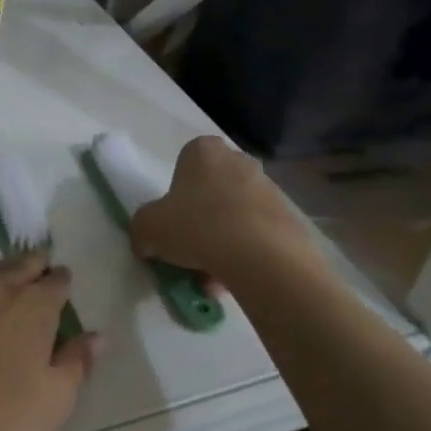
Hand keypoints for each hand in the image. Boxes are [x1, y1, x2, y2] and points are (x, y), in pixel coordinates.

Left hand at [0, 254, 98, 430]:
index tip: (65, 286)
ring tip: (12, 281)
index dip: (63, 282)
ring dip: (6, 271)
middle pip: (23, 264)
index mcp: (36, 305)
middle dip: (36, 266)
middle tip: (42, 271)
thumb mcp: (54, 400)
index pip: (57, 281)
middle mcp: (0, 288)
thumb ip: (76, 363)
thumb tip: (96, 336)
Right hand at [128, 136, 306, 281]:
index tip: (173, 219)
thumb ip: (142, 230)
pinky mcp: (289, 217)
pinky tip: (235, 278)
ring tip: (212, 276)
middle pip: (212, 190)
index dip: (176, 193)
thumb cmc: (197, 227)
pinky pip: (257, 234)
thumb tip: (147, 242)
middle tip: (190, 249)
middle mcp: (239, 161)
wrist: (261, 256)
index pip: (185, 163)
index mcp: (204, 151)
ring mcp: (269, 188)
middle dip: (202, 218)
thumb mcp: (147, 228)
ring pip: (235, 215)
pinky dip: (245, 253)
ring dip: (222, 241)